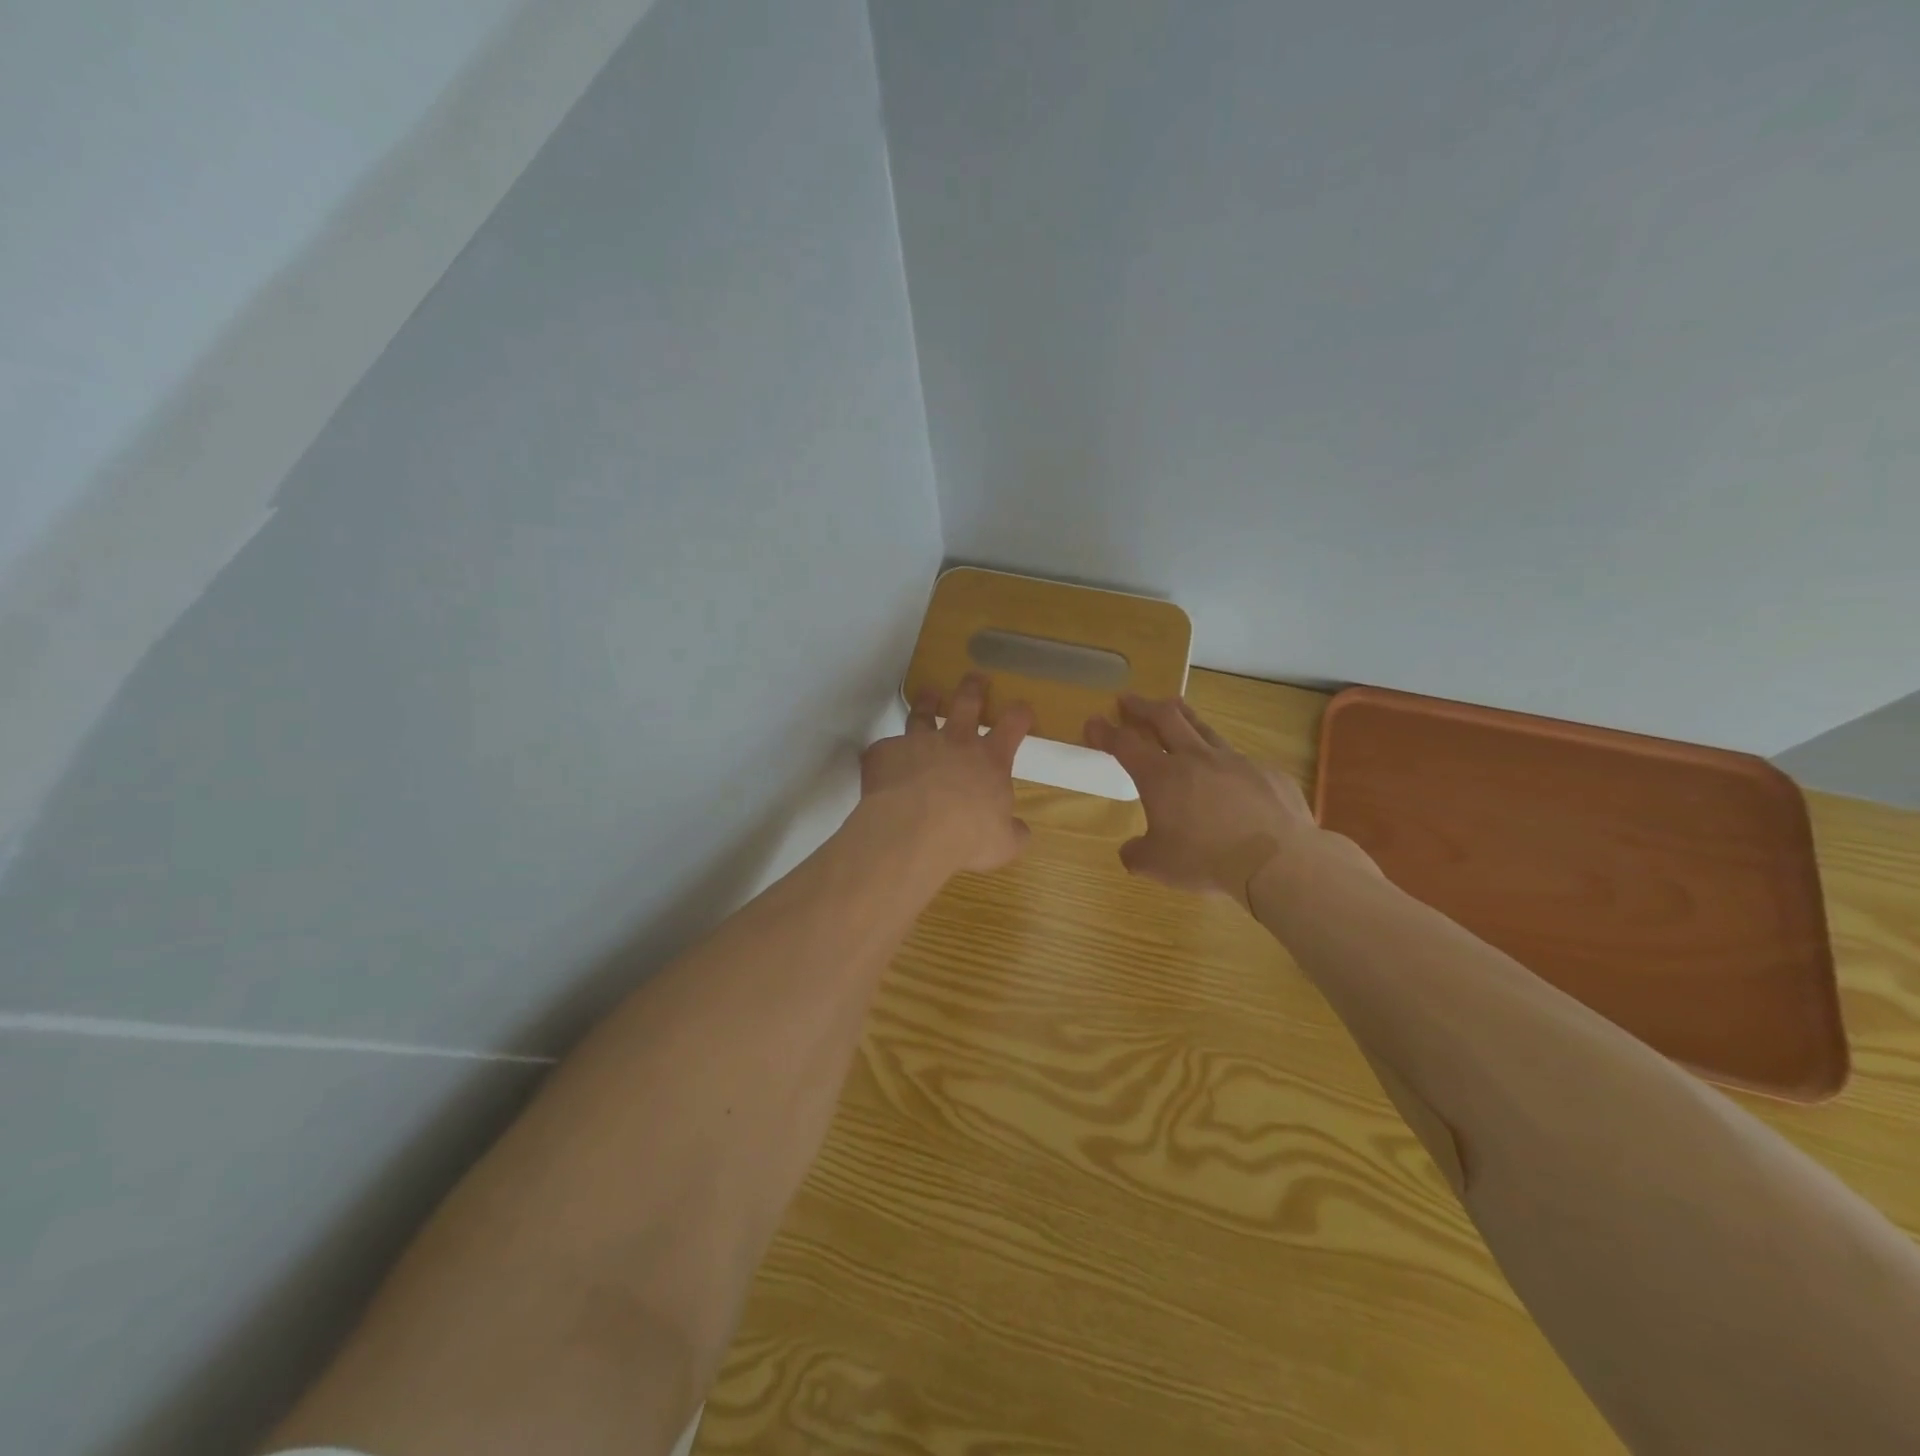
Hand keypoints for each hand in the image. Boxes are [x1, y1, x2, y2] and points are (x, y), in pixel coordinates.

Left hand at [861, 673, 1035, 874]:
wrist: (912, 831)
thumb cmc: (967, 837)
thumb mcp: (1002, 844)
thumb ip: (1012, 833)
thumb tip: (1021, 831)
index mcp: (990, 760)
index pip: (1013, 725)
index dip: (1020, 713)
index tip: (1022, 707)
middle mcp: (955, 742)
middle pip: (967, 702)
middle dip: (973, 688)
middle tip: (975, 677)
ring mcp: (917, 743)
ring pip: (922, 714)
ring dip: (927, 703)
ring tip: (928, 695)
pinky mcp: (883, 753)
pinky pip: (883, 749)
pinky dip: (886, 755)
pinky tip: (883, 764)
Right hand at [1085, 694, 1316, 907]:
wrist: (1277, 860)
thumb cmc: (1207, 860)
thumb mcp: (1158, 866)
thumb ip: (1137, 854)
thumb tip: (1130, 851)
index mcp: (1161, 777)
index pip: (1125, 744)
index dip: (1105, 731)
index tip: (1093, 721)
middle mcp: (1196, 758)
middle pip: (1165, 718)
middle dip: (1142, 707)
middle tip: (1129, 700)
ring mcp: (1235, 761)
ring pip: (1204, 728)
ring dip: (1183, 717)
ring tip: (1174, 709)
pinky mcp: (1267, 773)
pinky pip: (1241, 762)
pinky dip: (1226, 762)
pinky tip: (1229, 776)